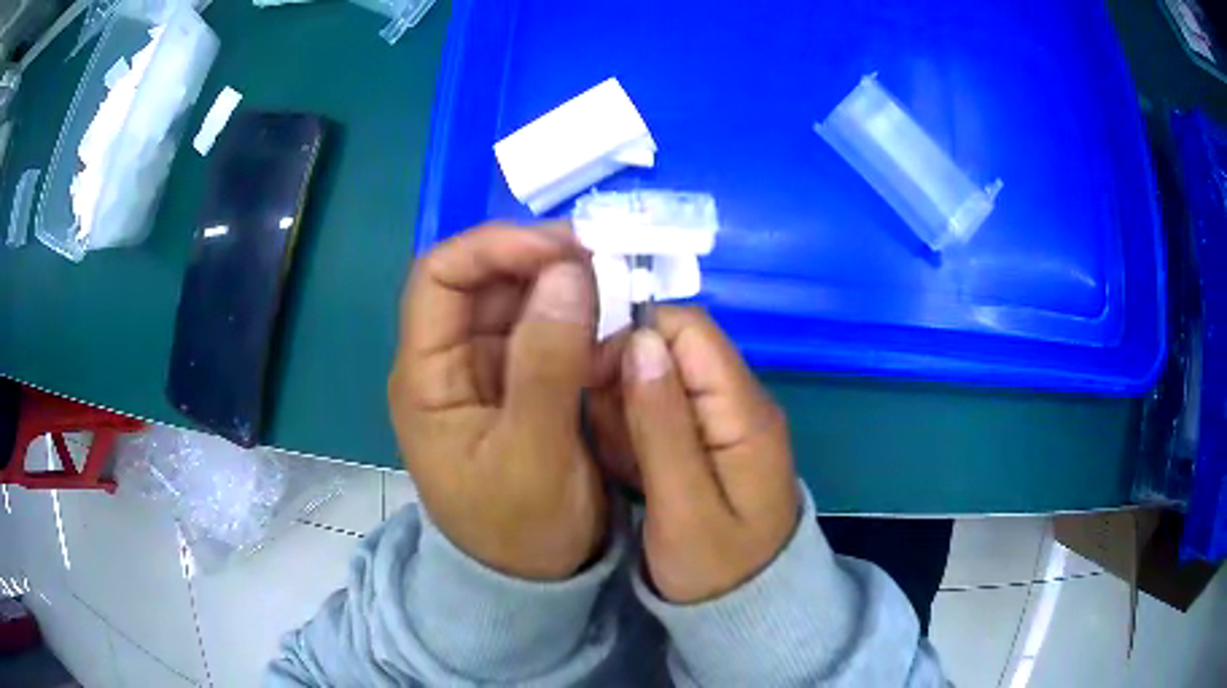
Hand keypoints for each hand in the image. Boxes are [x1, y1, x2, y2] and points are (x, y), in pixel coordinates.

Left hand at [388, 223, 606, 580]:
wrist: (529, 582)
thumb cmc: (518, 531)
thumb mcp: (534, 454)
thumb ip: (546, 363)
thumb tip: (569, 272)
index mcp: (427, 377)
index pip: (439, 277)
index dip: (495, 247)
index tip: (564, 249)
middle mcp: (450, 362)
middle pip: (483, 281)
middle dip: (541, 260)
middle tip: (608, 258)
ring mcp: (486, 371)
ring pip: (520, 301)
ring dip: (567, 289)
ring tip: (620, 289)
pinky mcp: (520, 384)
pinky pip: (548, 333)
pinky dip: (581, 323)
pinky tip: (615, 332)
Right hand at [603, 308, 798, 603]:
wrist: (747, 607)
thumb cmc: (717, 568)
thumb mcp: (684, 505)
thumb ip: (662, 423)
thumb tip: (641, 341)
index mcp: (744, 410)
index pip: (689, 329)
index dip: (634, 337)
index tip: (588, 376)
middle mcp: (739, 402)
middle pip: (670, 349)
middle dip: (622, 380)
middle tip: (603, 435)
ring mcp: (723, 420)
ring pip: (657, 380)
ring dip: (624, 410)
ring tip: (618, 459)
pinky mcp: (707, 439)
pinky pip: (659, 412)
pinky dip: (633, 432)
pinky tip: (628, 468)